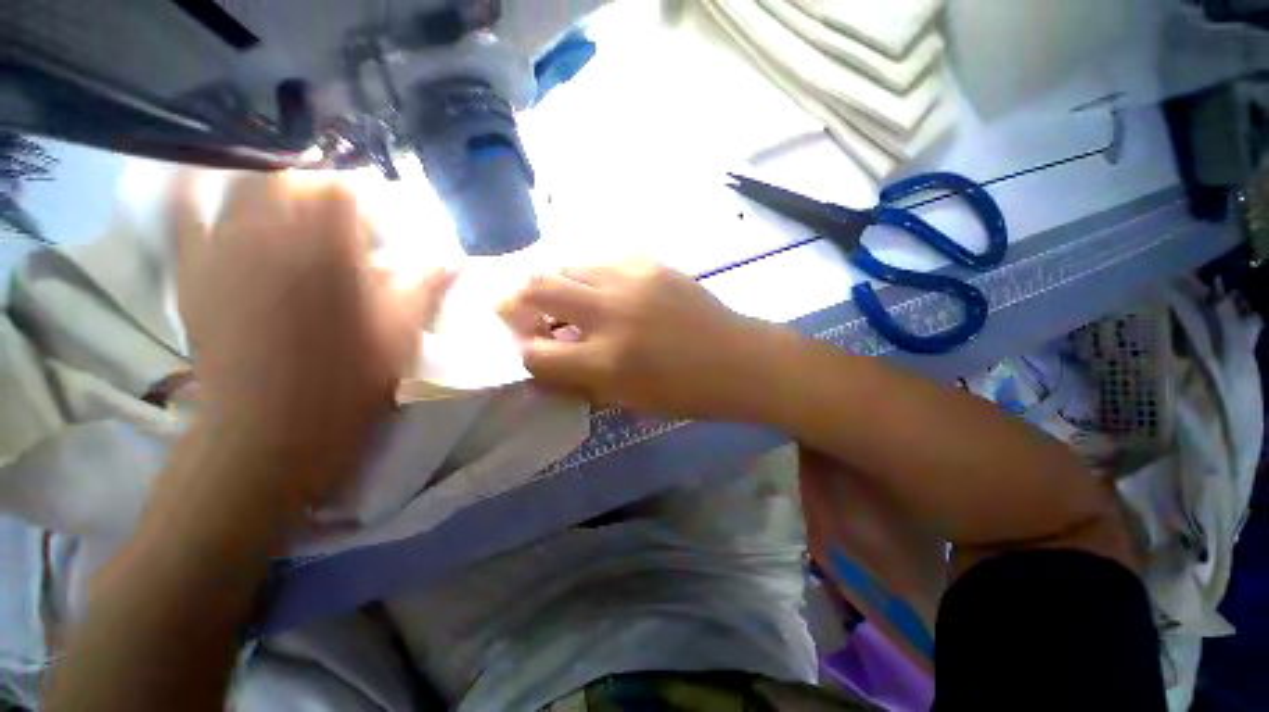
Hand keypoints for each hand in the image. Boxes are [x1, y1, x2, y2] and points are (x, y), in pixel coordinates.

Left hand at [173, 172, 451, 503]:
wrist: (270, 433)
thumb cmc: (348, 384)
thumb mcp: (403, 335)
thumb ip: (427, 287)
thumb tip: (456, 258)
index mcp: (326, 252)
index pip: (344, 188)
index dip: (370, 191)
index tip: (387, 210)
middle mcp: (268, 235)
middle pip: (290, 176)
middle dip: (322, 183)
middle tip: (344, 208)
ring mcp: (222, 249)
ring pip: (242, 185)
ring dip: (274, 183)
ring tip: (294, 202)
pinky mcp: (193, 271)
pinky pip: (185, 213)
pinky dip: (196, 191)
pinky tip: (208, 186)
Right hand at [498, 259, 777, 418]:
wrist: (738, 360)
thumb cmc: (686, 392)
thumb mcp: (628, 400)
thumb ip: (580, 381)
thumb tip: (545, 364)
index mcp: (606, 361)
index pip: (535, 353)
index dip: (523, 352)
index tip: (527, 348)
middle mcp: (611, 313)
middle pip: (536, 288)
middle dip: (515, 299)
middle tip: (516, 306)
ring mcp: (631, 280)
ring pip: (566, 264)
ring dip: (553, 281)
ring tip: (561, 296)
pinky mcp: (650, 263)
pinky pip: (602, 259)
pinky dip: (589, 274)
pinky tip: (599, 286)